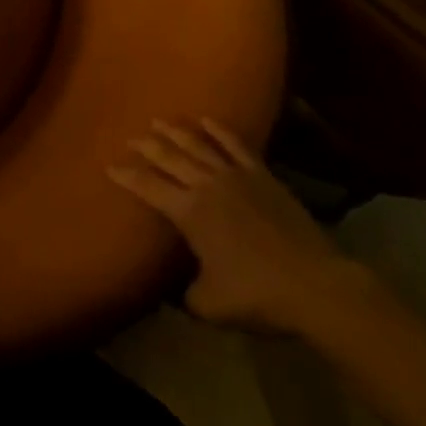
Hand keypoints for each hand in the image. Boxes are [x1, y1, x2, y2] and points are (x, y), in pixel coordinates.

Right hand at [109, 118, 368, 334]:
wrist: (315, 285)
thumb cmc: (258, 295)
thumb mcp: (210, 306)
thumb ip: (184, 296)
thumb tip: (171, 292)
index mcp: (188, 212)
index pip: (148, 187)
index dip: (126, 176)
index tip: (109, 165)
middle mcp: (206, 185)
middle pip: (169, 157)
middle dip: (147, 146)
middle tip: (131, 138)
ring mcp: (235, 176)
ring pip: (198, 145)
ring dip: (176, 132)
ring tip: (159, 121)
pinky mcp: (262, 175)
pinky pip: (235, 145)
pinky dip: (219, 130)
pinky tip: (207, 120)